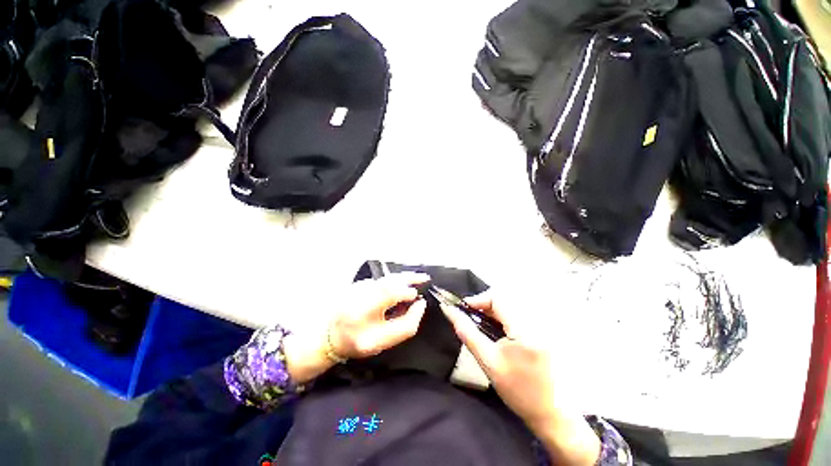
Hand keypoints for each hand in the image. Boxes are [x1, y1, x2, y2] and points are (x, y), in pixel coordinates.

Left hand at [284, 273, 427, 383]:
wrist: (329, 335)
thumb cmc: (356, 342)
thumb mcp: (380, 342)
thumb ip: (403, 326)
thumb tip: (419, 304)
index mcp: (363, 314)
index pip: (390, 297)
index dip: (408, 296)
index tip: (420, 301)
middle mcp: (358, 296)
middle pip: (389, 282)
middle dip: (409, 278)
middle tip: (425, 278)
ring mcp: (357, 287)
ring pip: (386, 278)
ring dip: (404, 277)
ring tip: (419, 278)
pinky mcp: (358, 283)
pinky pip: (382, 280)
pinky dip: (395, 280)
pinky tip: (403, 282)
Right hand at [439, 292, 599, 465]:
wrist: (553, 414)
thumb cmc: (518, 390)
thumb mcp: (488, 362)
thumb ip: (467, 333)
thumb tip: (449, 310)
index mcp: (525, 329)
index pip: (498, 298)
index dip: (478, 299)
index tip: (463, 308)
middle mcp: (537, 321)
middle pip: (505, 299)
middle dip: (484, 305)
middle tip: (471, 317)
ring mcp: (544, 325)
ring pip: (511, 305)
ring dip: (493, 310)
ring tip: (481, 323)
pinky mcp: (545, 330)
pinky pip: (519, 313)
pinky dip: (504, 316)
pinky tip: (498, 329)